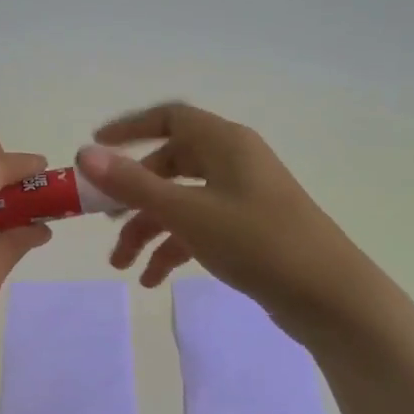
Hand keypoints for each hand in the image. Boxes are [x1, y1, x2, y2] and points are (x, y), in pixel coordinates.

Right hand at [77, 103, 392, 345]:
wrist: (327, 295)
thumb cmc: (256, 242)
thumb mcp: (188, 212)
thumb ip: (133, 185)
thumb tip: (85, 153)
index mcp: (225, 143)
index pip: (170, 118)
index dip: (129, 129)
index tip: (95, 148)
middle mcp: (234, 163)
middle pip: (170, 165)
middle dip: (133, 195)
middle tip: (104, 219)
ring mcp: (243, 198)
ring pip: (182, 202)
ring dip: (149, 229)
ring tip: (122, 266)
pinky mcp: (249, 231)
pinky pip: (200, 229)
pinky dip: (174, 248)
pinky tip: (153, 280)